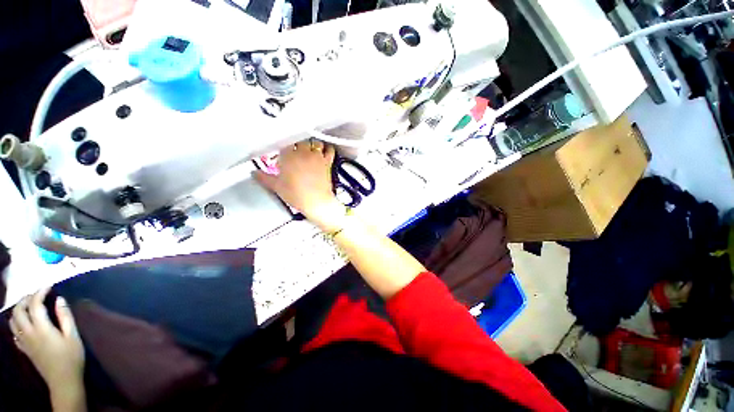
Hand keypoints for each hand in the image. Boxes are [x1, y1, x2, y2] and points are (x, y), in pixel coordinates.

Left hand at [10, 289, 84, 392]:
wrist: (63, 381)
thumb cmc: (71, 357)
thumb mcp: (73, 336)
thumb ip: (65, 317)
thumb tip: (59, 300)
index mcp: (41, 328)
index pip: (35, 305)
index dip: (39, 293)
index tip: (48, 287)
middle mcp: (29, 332)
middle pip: (19, 311)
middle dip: (26, 299)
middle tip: (37, 295)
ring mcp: (24, 342)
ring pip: (13, 321)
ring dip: (19, 310)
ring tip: (29, 306)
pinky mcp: (24, 348)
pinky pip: (14, 333)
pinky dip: (17, 323)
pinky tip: (24, 324)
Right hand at [255, 140, 345, 230]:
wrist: (316, 201)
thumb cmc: (297, 195)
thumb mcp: (277, 186)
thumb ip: (264, 177)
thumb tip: (256, 174)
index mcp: (288, 156)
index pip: (284, 143)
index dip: (282, 147)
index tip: (281, 152)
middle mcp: (303, 153)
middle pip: (300, 140)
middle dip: (296, 144)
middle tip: (294, 150)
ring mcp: (316, 157)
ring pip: (315, 142)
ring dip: (312, 144)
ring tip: (309, 150)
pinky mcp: (327, 162)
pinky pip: (329, 149)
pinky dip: (327, 148)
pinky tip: (324, 151)